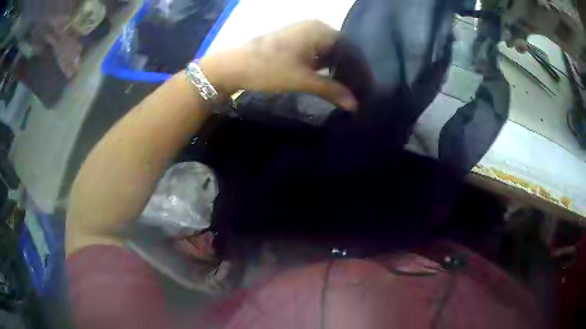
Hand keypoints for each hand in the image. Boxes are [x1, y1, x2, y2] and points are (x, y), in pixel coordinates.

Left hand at [199, 20, 357, 110]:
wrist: (231, 65)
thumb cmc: (268, 68)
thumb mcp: (302, 80)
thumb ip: (332, 90)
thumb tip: (355, 105)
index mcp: (321, 30)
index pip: (351, 50)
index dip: (359, 71)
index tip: (365, 90)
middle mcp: (315, 27)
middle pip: (341, 50)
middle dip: (349, 71)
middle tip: (357, 93)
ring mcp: (303, 33)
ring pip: (328, 52)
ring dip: (336, 70)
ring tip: (345, 90)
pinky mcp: (293, 41)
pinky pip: (316, 53)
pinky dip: (323, 67)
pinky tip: (328, 80)